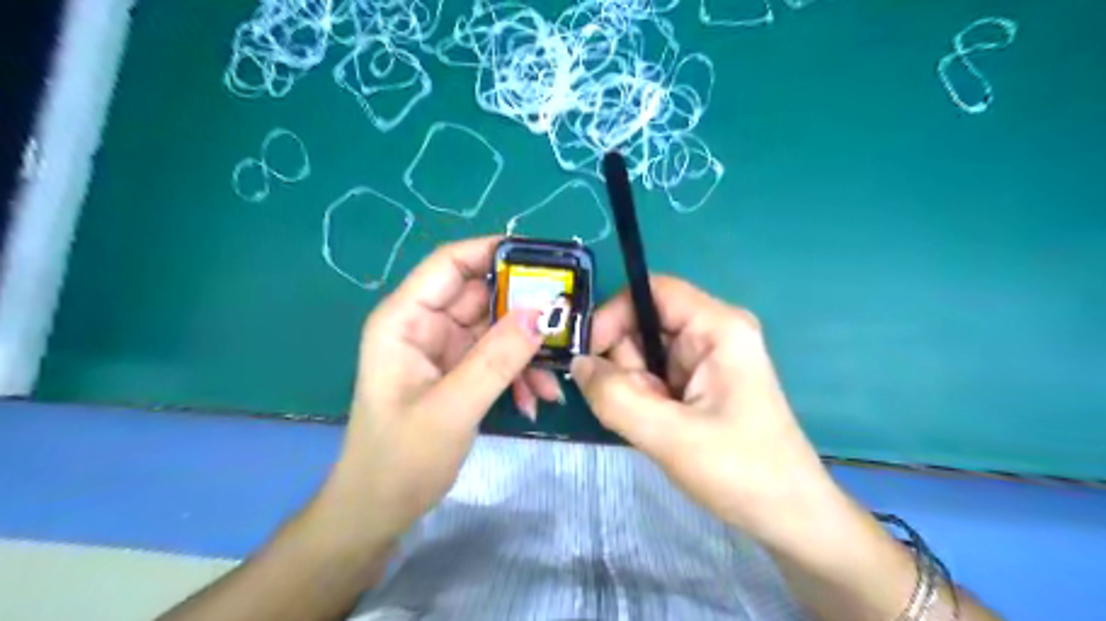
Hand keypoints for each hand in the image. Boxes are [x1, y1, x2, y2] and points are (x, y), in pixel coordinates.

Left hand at [320, 239, 561, 544]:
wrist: (381, 510)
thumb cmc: (400, 459)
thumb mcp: (452, 408)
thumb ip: (496, 360)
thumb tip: (542, 314)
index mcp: (405, 319)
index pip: (450, 264)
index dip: (493, 251)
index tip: (544, 258)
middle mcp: (424, 325)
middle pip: (481, 295)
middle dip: (524, 308)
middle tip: (567, 319)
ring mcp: (443, 349)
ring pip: (496, 328)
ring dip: (526, 349)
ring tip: (554, 377)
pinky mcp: (458, 371)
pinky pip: (497, 356)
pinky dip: (518, 372)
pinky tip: (534, 398)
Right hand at [574, 279, 834, 544]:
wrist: (787, 516)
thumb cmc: (741, 471)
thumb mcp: (670, 436)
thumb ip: (615, 397)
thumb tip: (577, 364)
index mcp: (718, 327)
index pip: (652, 290)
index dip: (614, 313)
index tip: (588, 356)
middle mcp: (711, 332)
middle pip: (643, 323)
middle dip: (624, 364)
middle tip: (634, 407)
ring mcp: (705, 359)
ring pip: (642, 353)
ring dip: (633, 387)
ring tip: (654, 424)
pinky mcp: (698, 382)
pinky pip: (651, 376)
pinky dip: (642, 399)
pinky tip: (659, 428)